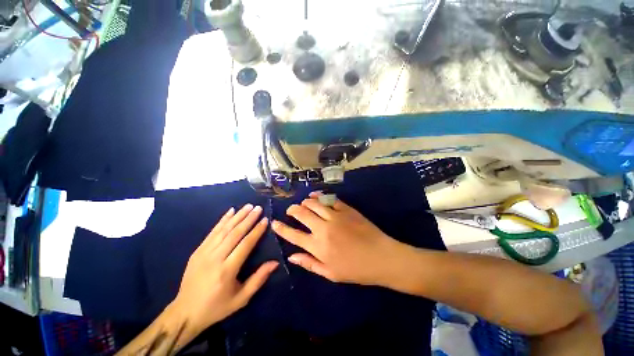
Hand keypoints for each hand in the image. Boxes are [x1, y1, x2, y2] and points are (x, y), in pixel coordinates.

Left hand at [171, 204, 277, 333]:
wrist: (185, 312)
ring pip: (224, 230)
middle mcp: (215, 258)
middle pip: (235, 233)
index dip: (256, 231)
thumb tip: (275, 262)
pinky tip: (230, 211)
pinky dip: (222, 220)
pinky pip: (212, 232)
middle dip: (248, 219)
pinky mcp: (197, 251)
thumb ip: (258, 279)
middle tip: (258, 208)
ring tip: (248, 206)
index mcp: (227, 271)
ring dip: (237, 216)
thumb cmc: (217, 307)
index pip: (245, 245)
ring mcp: (204, 253)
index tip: (265, 220)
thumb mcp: (241, 299)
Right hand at [271, 193, 405, 285]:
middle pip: (301, 214)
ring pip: (313, 203)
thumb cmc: (356, 270)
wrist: (381, 257)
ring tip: (302, 204)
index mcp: (318, 246)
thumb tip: (291, 256)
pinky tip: (315, 196)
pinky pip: (329, 199)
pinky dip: (319, 196)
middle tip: (290, 210)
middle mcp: (323, 228)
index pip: (293, 235)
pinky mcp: (346, 209)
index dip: (281, 228)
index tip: (274, 223)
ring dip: (305, 202)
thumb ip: (309, 263)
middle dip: (292, 210)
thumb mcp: (330, 273)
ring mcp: (335, 216)